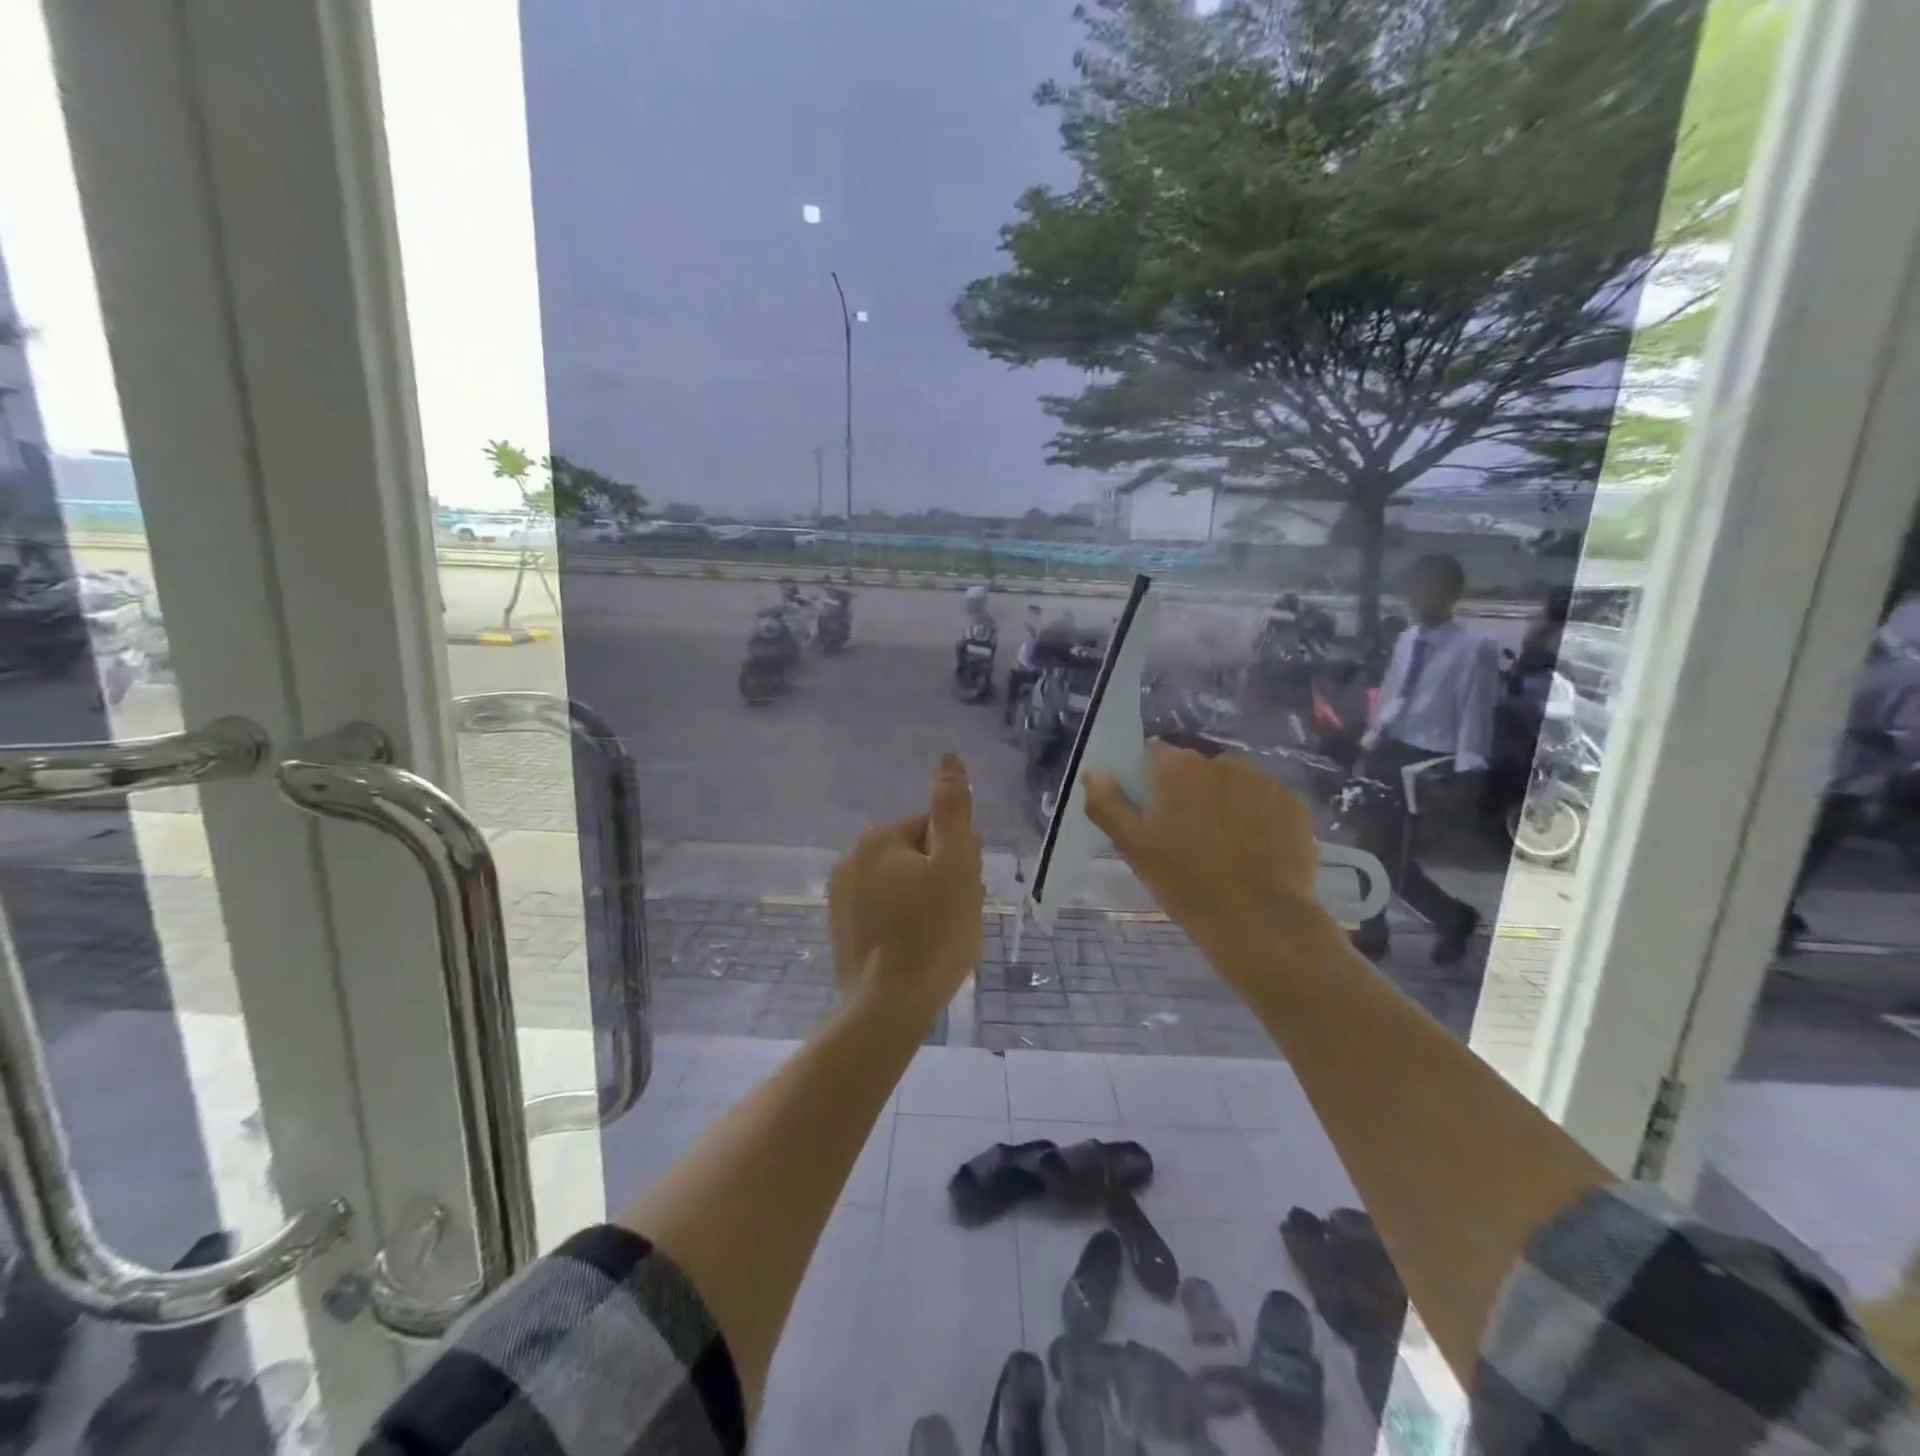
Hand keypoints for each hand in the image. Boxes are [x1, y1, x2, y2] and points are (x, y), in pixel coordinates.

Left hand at [829, 753, 983, 1022]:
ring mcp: (840, 897)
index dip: (957, 860)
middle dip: (938, 881)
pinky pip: (881, 913)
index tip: (963, 893)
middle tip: (953, 918)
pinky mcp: (839, 930)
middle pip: (915, 858)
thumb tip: (948, 759)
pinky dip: (899, 925)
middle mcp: (851, 860)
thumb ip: (952, 809)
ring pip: (899, 887)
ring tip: (936, 939)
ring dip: (921, 903)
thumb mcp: (956, 865)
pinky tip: (912, 951)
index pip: (933, 831)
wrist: (889, 1007)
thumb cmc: (934, 933)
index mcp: (879, 839)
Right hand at [1084, 742, 1326, 987]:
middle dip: (1188, 792)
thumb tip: (1094, 772)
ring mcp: (1264, 782)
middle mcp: (1222, 762)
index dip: (1149, 781)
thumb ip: (1108, 805)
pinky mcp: (1294, 805)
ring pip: (1232, 784)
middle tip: (1184, 836)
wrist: (1261, 922)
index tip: (1151, 812)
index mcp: (1179, 768)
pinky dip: (1257, 818)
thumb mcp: (1134, 848)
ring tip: (1223, 846)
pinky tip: (1254, 852)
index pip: (1154, 755)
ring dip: (1224, 802)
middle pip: (1195, 769)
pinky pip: (1265, 802)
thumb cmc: (1187, 883)